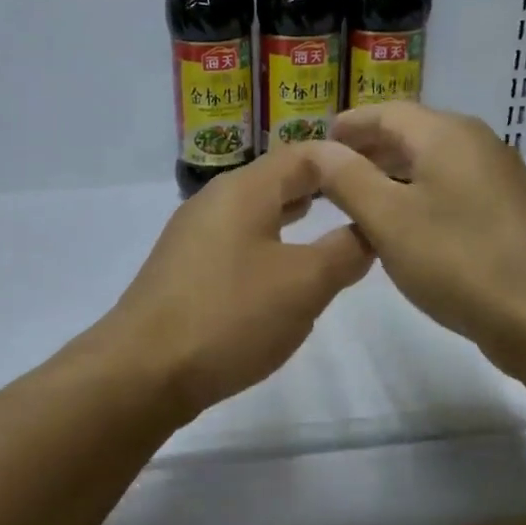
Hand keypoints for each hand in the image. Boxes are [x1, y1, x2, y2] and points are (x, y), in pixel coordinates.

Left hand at [99, 145, 373, 419]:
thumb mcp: (304, 283)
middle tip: (363, 201)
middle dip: (321, 188)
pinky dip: (268, 245)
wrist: (142, 370)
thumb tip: (368, 231)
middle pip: (277, 180)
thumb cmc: (230, 315)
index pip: (304, 154)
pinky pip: (237, 243)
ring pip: (255, 213)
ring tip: (329, 227)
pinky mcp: (183, 271)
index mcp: (243, 190)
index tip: (383, 175)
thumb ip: (344, 251)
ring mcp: (193, 236)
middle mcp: (214, 202)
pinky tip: (282, 273)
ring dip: (293, 218)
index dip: (346, 160)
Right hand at [310, 103, 525, 366]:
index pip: (387, 112)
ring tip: (356, 200)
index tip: (317, 142)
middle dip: (368, 149)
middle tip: (329, 173)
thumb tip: (317, 149)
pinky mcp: (508, 211)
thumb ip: (347, 178)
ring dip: (391, 174)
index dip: (349, 124)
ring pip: (432, 163)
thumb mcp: (388, 219)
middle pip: (412, 133)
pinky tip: (402, 226)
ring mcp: (498, 177)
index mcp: (447, 134)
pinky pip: (451, 188)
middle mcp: (476, 143)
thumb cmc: (458, 260)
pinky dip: (418, 195)